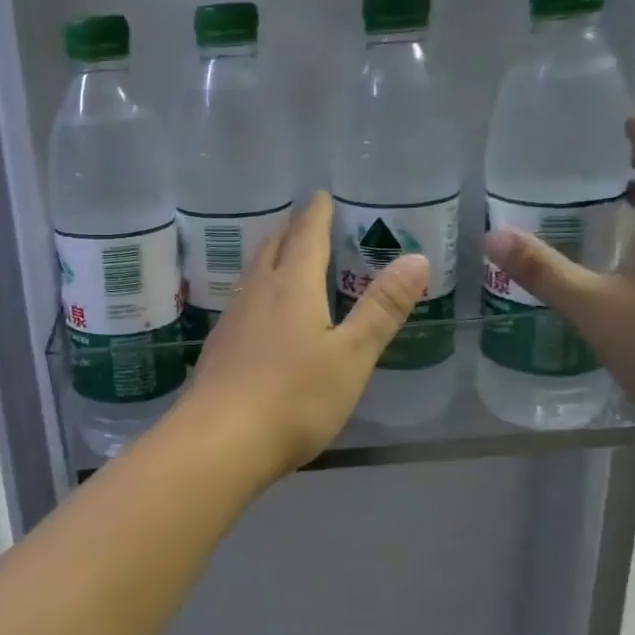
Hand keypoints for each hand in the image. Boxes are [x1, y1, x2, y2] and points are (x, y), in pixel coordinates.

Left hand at [181, 192, 428, 479]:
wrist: (220, 440)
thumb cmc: (294, 397)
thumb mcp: (351, 356)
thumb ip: (381, 309)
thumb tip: (415, 258)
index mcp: (291, 286)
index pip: (306, 236)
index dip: (316, 214)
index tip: (320, 195)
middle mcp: (257, 293)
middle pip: (272, 248)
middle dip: (291, 231)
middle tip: (305, 221)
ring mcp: (232, 319)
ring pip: (253, 274)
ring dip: (270, 258)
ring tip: (284, 257)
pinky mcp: (219, 347)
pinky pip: (243, 301)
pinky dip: (259, 289)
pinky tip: (261, 310)